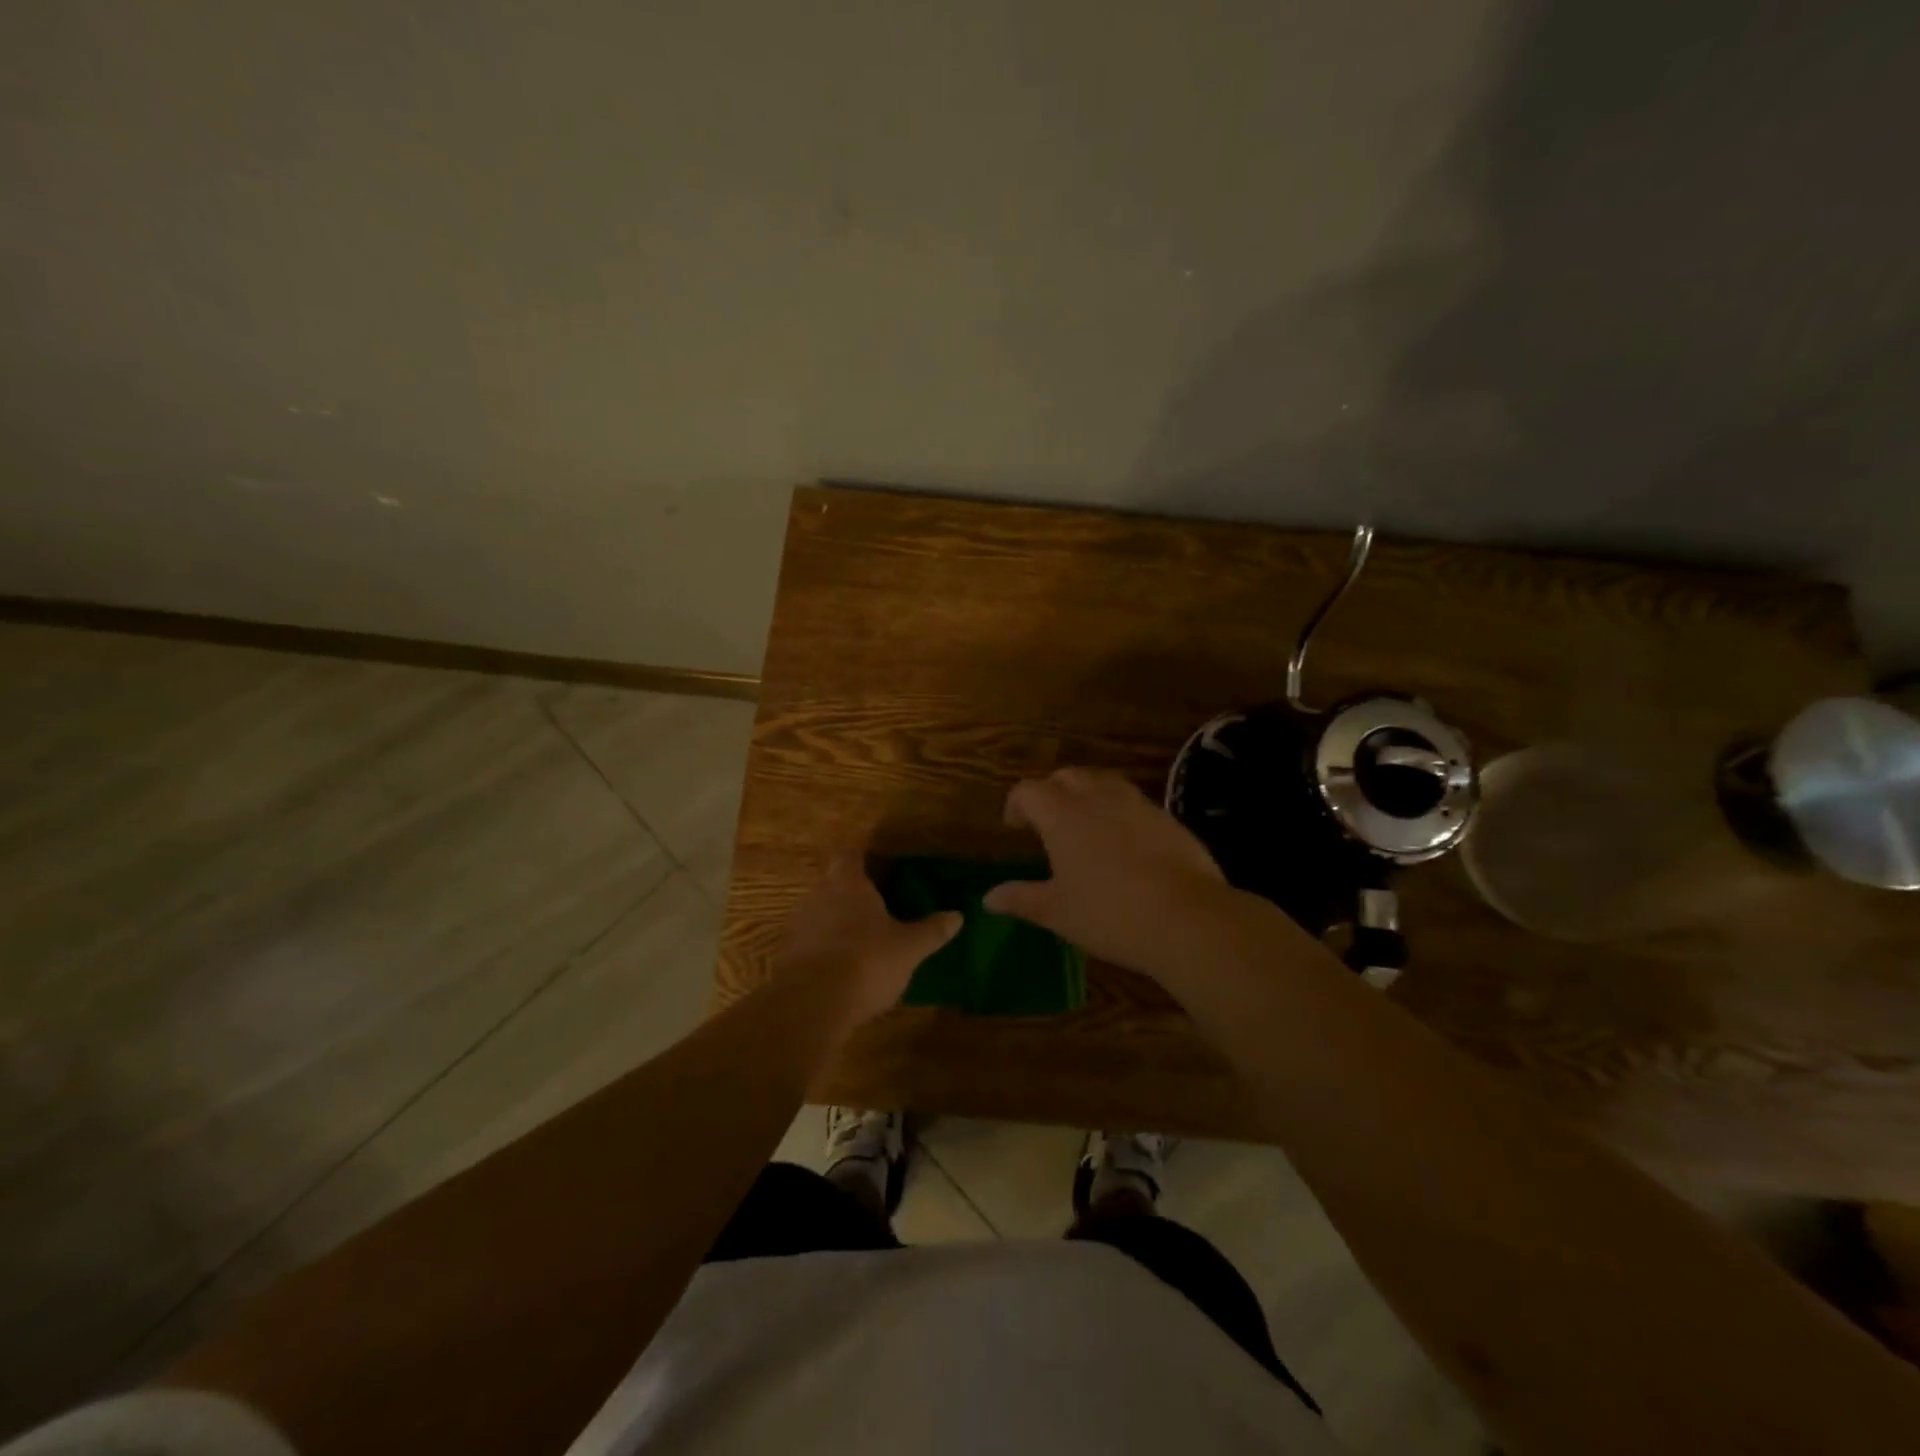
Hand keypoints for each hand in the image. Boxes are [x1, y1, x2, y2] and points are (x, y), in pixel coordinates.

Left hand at [777, 855, 961, 1029]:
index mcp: (848, 883)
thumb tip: (958, 915)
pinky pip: (811, 942)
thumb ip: (932, 930)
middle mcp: (819, 896)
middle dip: (853, 890)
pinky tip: (843, 966)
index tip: (876, 858)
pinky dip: (826, 947)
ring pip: (821, 912)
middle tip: (877, 901)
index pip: (851, 854)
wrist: (812, 1003)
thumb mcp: (909, 948)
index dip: (862, 853)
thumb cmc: (867, 960)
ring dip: (838, 920)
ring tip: (862, 936)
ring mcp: (799, 925)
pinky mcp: (788, 956)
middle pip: (834, 882)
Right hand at [983, 768, 1230, 972]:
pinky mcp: (1166, 817)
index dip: (1017, 805)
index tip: (1015, 827)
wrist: (1188, 918)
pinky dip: (1118, 812)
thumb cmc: (1109, 914)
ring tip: (1084, 828)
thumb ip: (1021, 898)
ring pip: (1102, 782)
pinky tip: (1123, 844)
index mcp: (1062, 814)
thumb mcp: (1057, 912)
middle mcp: (1097, 797)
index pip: (1028, 791)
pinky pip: (1132, 802)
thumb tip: (989, 897)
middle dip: (1051, 792)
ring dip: (1086, 796)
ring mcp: (1136, 803)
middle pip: (1066, 777)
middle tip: (1047, 823)